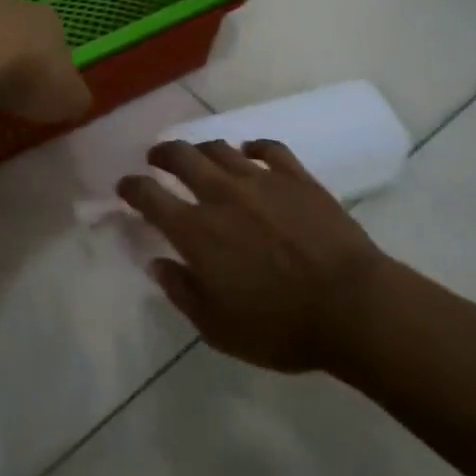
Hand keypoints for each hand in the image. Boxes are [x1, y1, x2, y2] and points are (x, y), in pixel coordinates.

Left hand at [0, 0, 91, 122]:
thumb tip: (73, 99)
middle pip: (19, 30)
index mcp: (49, 19)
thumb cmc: (28, 76)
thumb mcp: (69, 99)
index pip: (57, 40)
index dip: (51, 67)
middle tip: (10, 89)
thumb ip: (75, 97)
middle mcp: (14, 4)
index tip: (43, 91)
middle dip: (15, 55)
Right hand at [118, 139, 388, 372]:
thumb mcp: (218, 328)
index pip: (149, 196)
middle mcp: (221, 194)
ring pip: (220, 148)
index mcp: (196, 231)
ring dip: (203, 149)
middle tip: (157, 158)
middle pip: (181, 156)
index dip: (131, 187)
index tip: (124, 186)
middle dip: (162, 153)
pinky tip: (251, 152)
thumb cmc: (280, 326)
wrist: (351, 305)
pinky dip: (254, 147)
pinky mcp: (296, 176)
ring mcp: (260, 179)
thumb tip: (157, 263)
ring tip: (201, 156)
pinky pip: (268, 148)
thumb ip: (182, 292)